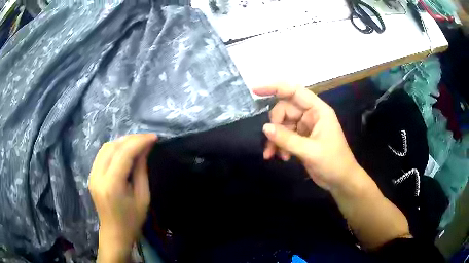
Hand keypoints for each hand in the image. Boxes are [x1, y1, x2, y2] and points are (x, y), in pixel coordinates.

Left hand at [89, 134, 156, 261]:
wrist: (114, 233)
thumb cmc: (132, 220)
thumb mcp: (143, 197)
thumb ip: (141, 170)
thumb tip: (145, 149)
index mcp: (112, 185)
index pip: (124, 153)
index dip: (139, 141)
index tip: (154, 137)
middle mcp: (98, 176)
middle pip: (112, 146)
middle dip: (131, 139)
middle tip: (147, 139)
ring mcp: (92, 174)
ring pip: (105, 147)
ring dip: (122, 142)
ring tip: (137, 143)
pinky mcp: (91, 175)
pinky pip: (102, 154)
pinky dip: (114, 148)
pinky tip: (124, 150)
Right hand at [253, 84, 361, 190]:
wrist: (340, 181)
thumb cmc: (333, 162)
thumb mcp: (310, 151)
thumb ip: (287, 139)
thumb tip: (265, 128)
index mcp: (318, 110)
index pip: (294, 91)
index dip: (275, 88)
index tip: (255, 90)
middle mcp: (310, 115)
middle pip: (284, 110)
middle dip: (275, 125)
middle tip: (270, 141)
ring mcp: (305, 127)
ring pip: (282, 125)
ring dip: (275, 139)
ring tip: (272, 154)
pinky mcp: (301, 139)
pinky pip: (284, 136)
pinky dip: (279, 145)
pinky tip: (280, 157)